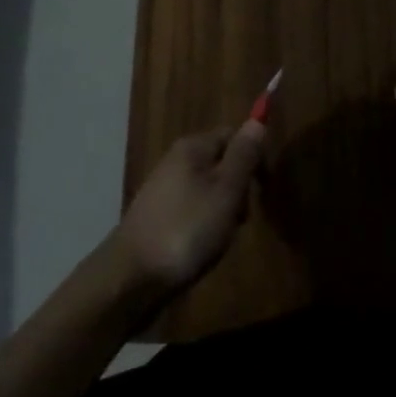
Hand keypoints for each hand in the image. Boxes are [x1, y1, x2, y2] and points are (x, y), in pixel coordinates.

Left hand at [115, 121, 265, 293]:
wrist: (133, 276)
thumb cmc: (187, 229)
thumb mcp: (226, 191)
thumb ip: (243, 155)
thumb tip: (257, 120)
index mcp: (193, 147)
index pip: (232, 135)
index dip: (253, 157)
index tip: (262, 189)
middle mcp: (176, 160)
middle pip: (221, 163)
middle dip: (238, 190)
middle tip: (239, 219)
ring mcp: (164, 188)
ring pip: (209, 190)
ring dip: (222, 211)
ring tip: (220, 239)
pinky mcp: (157, 215)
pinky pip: (193, 209)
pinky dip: (203, 225)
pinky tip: (201, 247)